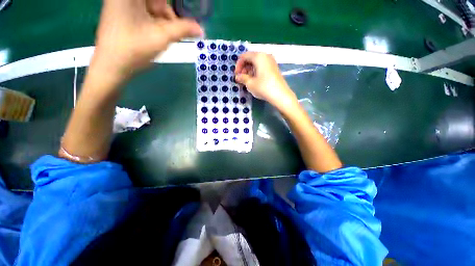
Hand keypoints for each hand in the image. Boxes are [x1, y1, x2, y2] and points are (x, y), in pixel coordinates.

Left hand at [91, 0, 202, 80]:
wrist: (112, 67)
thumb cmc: (134, 49)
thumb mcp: (162, 37)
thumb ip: (183, 29)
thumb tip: (201, 29)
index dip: (172, 7)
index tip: (183, 16)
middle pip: (156, 1)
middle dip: (168, 14)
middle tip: (177, 29)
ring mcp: (122, 4)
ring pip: (151, 6)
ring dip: (163, 20)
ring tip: (167, 35)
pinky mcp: (123, 14)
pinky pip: (145, 12)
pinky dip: (155, 22)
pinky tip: (158, 34)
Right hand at [235, 52, 296, 109]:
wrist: (280, 95)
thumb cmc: (263, 87)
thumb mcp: (250, 83)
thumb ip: (242, 78)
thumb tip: (238, 77)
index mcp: (259, 56)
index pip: (244, 56)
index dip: (238, 65)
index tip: (236, 75)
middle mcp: (265, 56)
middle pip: (251, 58)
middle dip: (244, 68)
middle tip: (241, 78)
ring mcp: (271, 62)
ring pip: (256, 63)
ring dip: (249, 70)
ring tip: (247, 81)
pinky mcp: (274, 68)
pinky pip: (262, 67)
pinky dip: (256, 72)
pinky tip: (254, 80)